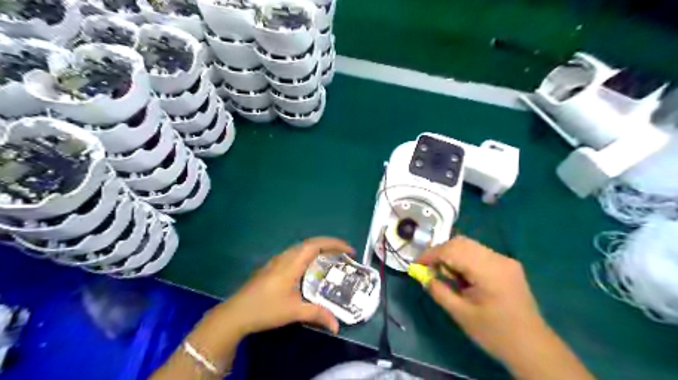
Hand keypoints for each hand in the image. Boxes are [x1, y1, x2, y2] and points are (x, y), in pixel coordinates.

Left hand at [215, 236, 351, 336]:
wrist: (236, 313)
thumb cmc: (265, 309)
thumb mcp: (293, 312)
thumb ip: (317, 314)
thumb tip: (337, 326)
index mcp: (292, 263)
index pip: (316, 245)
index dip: (334, 244)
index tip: (349, 250)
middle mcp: (285, 257)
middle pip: (310, 243)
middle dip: (329, 244)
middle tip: (344, 254)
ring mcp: (276, 261)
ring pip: (301, 248)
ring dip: (318, 249)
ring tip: (331, 259)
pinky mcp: (271, 267)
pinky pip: (294, 254)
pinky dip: (308, 255)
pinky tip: (310, 268)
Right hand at [417, 237, 546, 364]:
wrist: (532, 347)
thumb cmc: (495, 334)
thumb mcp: (461, 314)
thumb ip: (439, 291)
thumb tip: (423, 276)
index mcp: (488, 271)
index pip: (452, 250)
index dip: (430, 254)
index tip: (416, 265)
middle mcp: (498, 258)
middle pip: (461, 242)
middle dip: (440, 252)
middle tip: (430, 270)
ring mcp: (505, 260)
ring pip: (469, 245)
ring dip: (452, 255)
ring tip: (446, 274)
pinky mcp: (507, 265)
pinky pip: (479, 253)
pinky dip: (464, 259)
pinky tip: (462, 276)